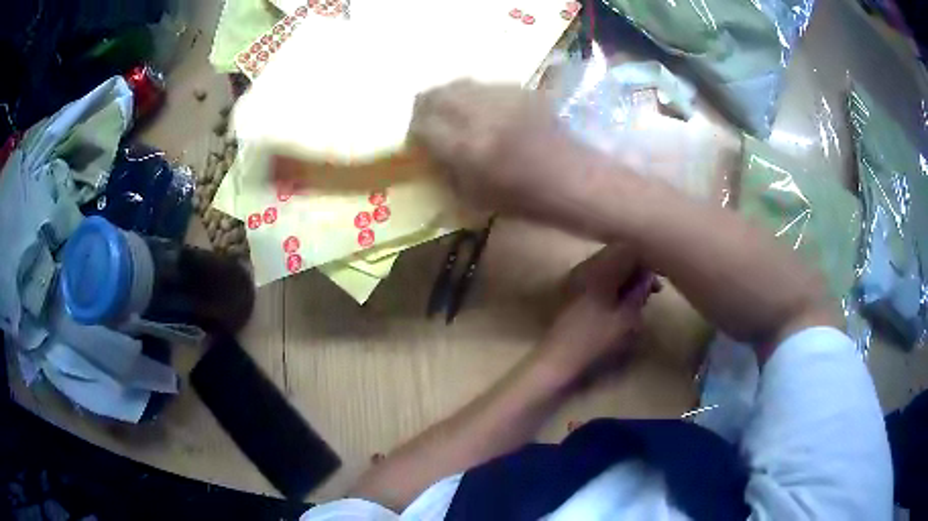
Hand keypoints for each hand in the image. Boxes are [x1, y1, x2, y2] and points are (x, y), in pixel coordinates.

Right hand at [410, 80, 593, 220]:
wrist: (577, 183)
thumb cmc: (528, 201)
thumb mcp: (476, 197)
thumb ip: (447, 170)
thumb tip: (429, 149)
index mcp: (468, 148)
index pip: (423, 125)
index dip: (415, 130)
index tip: (416, 138)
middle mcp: (482, 116)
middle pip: (437, 94)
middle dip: (426, 105)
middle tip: (427, 118)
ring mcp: (505, 99)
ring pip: (461, 83)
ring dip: (449, 95)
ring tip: (452, 110)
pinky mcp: (523, 92)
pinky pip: (487, 85)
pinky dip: (476, 94)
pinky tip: (483, 108)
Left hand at [535, 246, 656, 383]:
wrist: (556, 359)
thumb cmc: (594, 340)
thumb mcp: (625, 318)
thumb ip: (639, 292)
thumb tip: (649, 277)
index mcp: (599, 269)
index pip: (629, 249)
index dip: (648, 260)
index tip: (661, 276)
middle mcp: (585, 266)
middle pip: (617, 255)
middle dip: (637, 269)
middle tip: (652, 290)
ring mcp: (575, 277)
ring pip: (607, 267)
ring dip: (625, 277)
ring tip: (638, 299)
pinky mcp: (569, 290)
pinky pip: (596, 278)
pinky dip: (611, 285)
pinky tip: (619, 303)